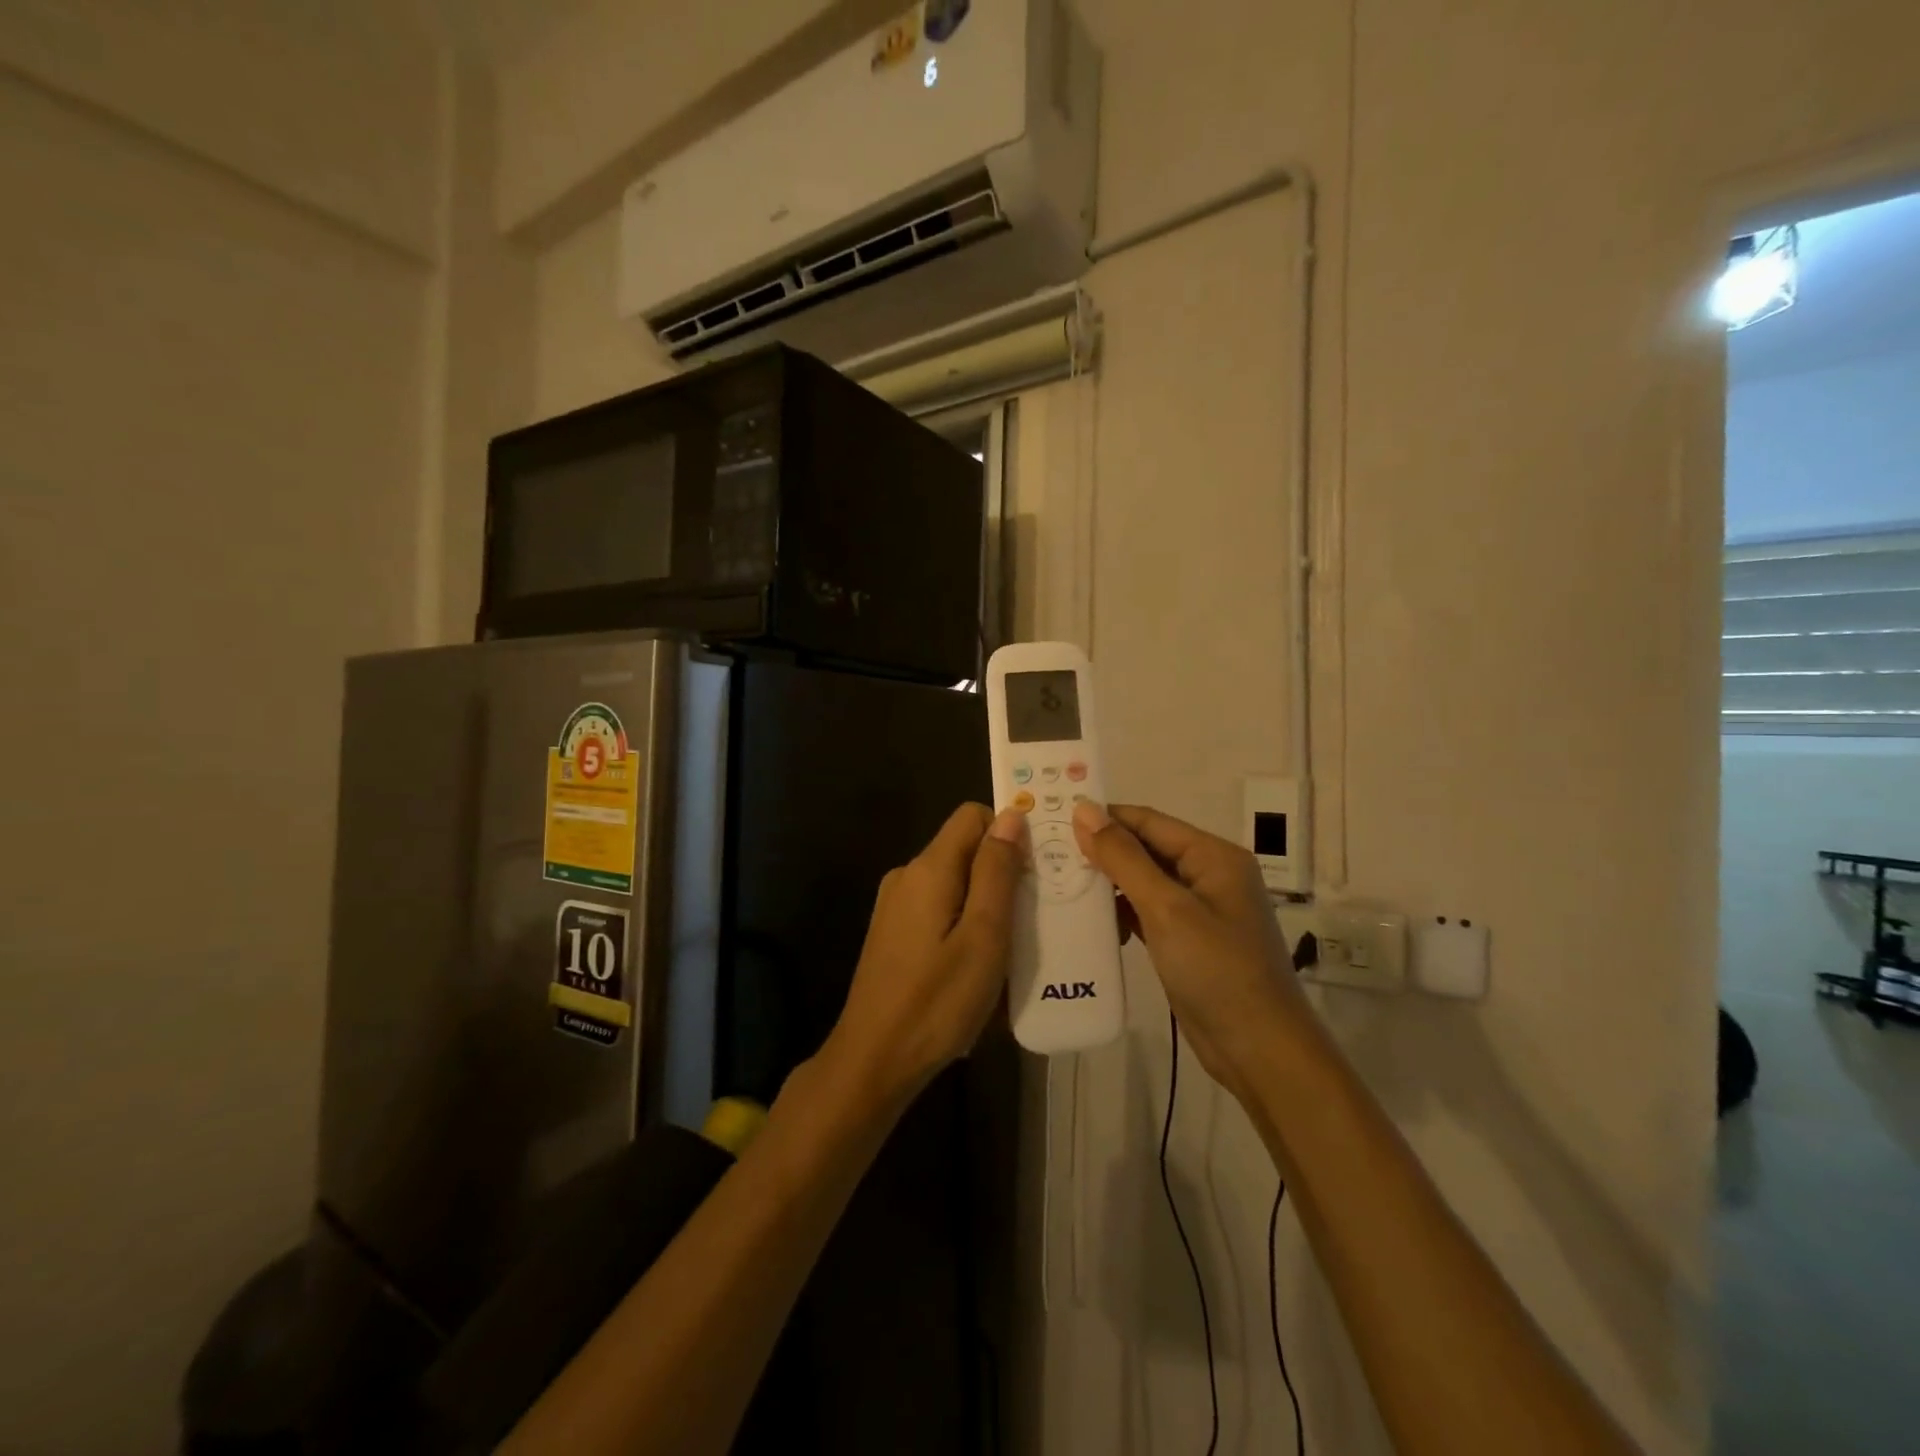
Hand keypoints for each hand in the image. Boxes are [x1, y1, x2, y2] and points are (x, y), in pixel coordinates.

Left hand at [822, 803, 1026, 1106]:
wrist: (874, 1059)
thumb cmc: (937, 1000)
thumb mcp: (983, 935)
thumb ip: (997, 871)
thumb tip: (1011, 815)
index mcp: (928, 868)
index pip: (972, 816)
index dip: (1008, 832)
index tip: (1037, 869)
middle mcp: (907, 875)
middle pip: (964, 849)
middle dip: (1002, 871)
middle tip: (1035, 913)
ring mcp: (895, 905)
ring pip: (954, 882)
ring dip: (986, 902)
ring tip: (1014, 943)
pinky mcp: (893, 932)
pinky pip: (939, 908)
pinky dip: (964, 922)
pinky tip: (979, 962)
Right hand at [1072, 801, 1314, 1091]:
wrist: (1259, 1051)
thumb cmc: (1216, 970)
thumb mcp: (1166, 908)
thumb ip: (1123, 857)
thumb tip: (1084, 809)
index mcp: (1213, 855)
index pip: (1148, 820)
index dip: (1104, 817)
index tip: (1054, 819)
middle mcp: (1209, 874)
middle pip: (1146, 849)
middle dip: (1102, 850)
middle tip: (1049, 853)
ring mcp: (1200, 910)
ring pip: (1144, 881)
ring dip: (1108, 883)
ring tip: (1059, 883)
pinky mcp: (1188, 940)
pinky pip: (1148, 912)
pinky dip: (1121, 912)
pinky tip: (1091, 920)